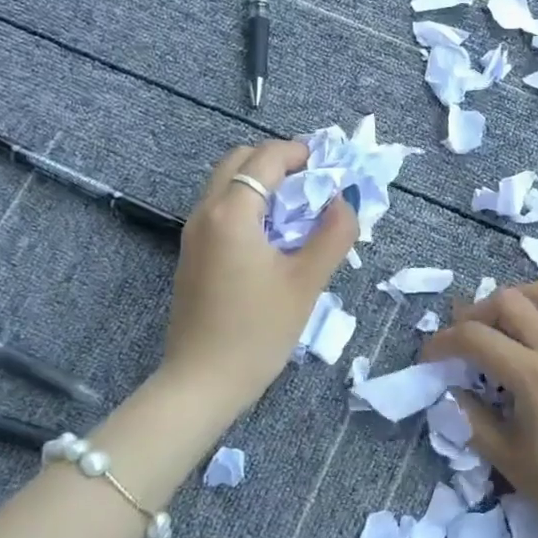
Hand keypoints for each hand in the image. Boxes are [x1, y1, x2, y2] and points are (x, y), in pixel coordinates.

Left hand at [163, 140, 357, 415]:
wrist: (202, 383)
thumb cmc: (258, 331)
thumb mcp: (306, 282)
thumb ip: (333, 234)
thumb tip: (345, 200)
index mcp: (231, 212)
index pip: (266, 158)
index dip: (300, 153)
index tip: (330, 166)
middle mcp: (205, 212)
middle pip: (240, 162)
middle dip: (278, 162)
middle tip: (314, 185)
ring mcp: (193, 234)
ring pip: (227, 185)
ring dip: (262, 184)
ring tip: (299, 211)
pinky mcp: (192, 256)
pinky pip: (221, 210)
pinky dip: (248, 205)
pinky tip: (274, 238)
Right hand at [420, 280, 537, 537]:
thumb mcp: (505, 456)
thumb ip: (471, 417)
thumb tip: (452, 390)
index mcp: (532, 376)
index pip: (475, 338)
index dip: (444, 341)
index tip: (430, 356)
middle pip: (509, 300)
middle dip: (477, 312)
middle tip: (465, 336)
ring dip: (522, 297)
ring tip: (508, 321)